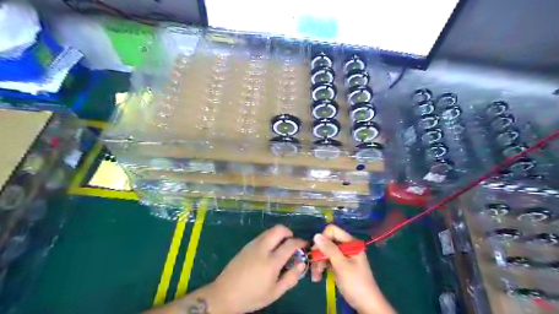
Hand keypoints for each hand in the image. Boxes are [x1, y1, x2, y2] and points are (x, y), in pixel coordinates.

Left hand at [211, 225, 307, 312]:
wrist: (224, 294)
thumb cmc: (251, 296)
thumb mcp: (274, 293)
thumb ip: (290, 278)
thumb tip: (302, 264)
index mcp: (271, 262)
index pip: (290, 244)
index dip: (300, 242)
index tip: (304, 244)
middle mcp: (262, 248)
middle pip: (279, 229)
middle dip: (289, 232)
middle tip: (292, 242)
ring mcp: (253, 245)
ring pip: (270, 231)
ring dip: (279, 234)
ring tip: (281, 247)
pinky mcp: (246, 246)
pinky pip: (262, 236)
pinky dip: (270, 238)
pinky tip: (269, 251)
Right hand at [311, 225, 391, 312]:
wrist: (367, 305)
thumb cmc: (356, 283)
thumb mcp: (341, 265)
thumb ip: (329, 249)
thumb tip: (316, 235)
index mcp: (351, 243)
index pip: (332, 231)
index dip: (323, 238)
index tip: (317, 251)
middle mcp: (347, 246)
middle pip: (327, 242)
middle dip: (319, 253)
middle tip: (314, 266)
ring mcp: (343, 256)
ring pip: (325, 252)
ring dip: (318, 263)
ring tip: (315, 276)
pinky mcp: (340, 265)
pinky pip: (327, 261)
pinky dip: (322, 268)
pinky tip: (318, 277)